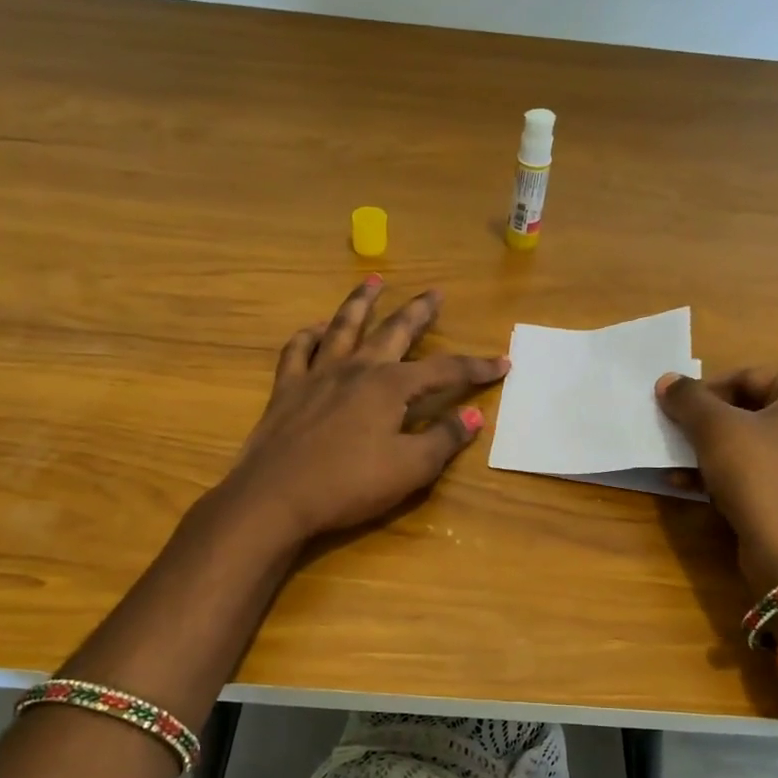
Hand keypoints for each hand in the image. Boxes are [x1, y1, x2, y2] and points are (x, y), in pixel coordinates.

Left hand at [219, 278, 507, 543]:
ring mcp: (318, 375)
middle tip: (434, 293)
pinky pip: (297, 350)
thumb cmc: (349, 485)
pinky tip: (316, 329)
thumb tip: (475, 415)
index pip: (444, 371)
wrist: (275, 497)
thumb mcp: (409, 468)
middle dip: (418, 312)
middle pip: (393, 331)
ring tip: (373, 280)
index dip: (476, 367)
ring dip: (361, 302)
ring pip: (343, 327)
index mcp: (390, 387)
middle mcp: (357, 369)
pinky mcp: (286, 389)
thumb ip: (444, 439)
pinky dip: (309, 336)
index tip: (502, 362)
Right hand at [655, 369, 777, 600]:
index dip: (704, 391)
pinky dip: (726, 472)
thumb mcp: (716, 430)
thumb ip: (688, 399)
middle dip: (705, 423)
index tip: (674, 409)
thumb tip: (666, 381)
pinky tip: (687, 484)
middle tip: (673, 433)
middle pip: (750, 408)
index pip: (748, 377)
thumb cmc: (760, 477)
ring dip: (708, 449)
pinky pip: (761, 470)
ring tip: (674, 460)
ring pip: (752, 442)